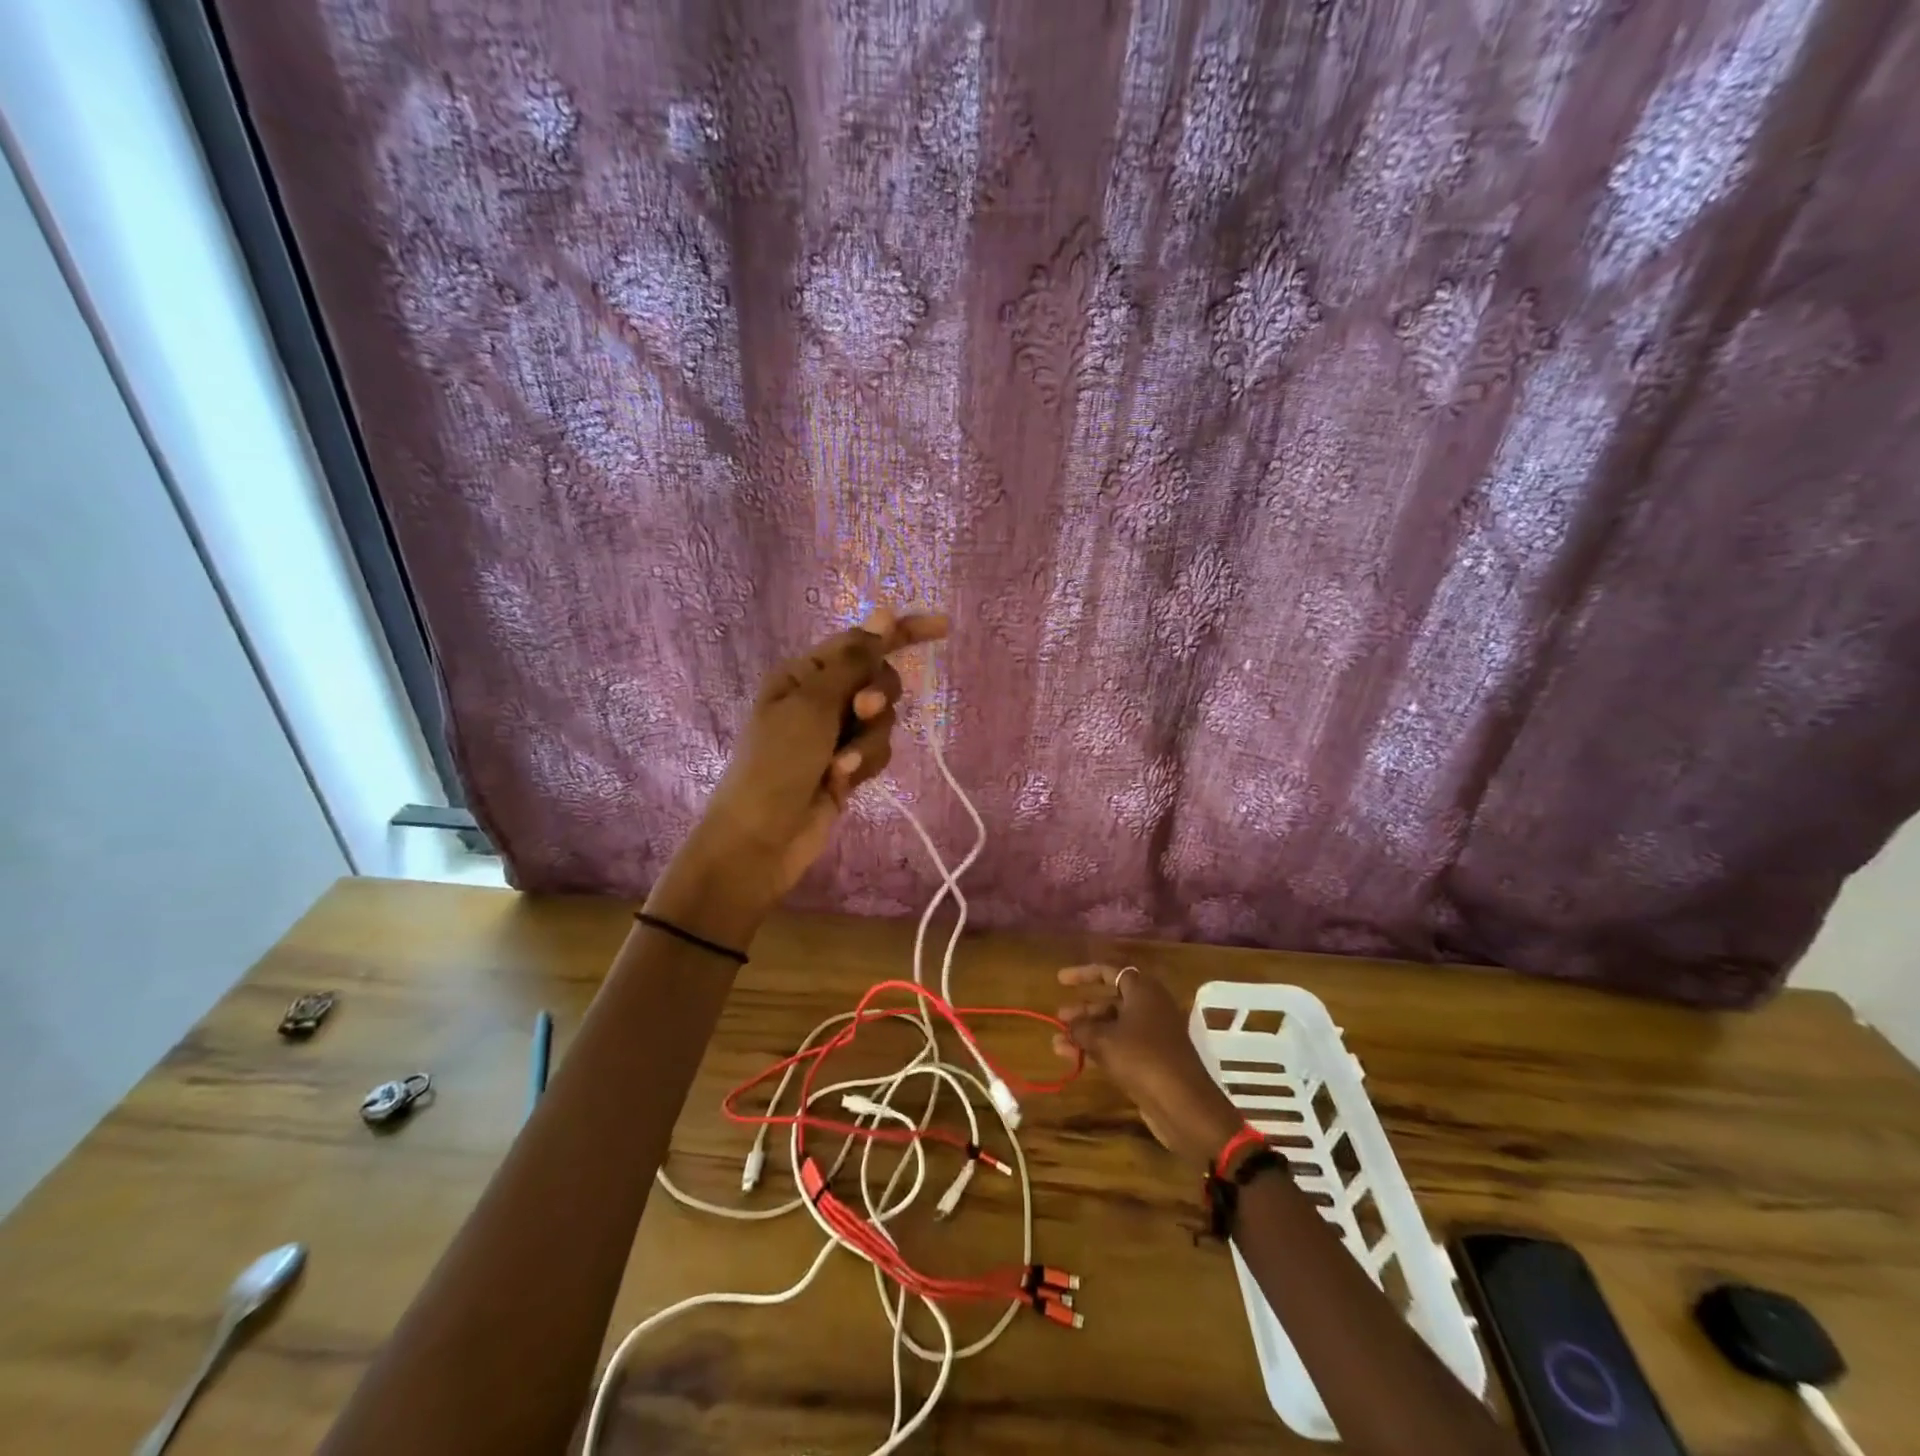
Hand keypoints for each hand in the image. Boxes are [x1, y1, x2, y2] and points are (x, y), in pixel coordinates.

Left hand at [648, 606, 947, 948]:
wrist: (760, 839)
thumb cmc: (776, 764)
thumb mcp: (813, 705)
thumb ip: (854, 661)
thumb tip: (884, 613)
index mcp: (804, 673)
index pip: (862, 641)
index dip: (903, 632)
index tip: (944, 627)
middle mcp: (821, 698)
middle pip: (879, 680)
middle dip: (878, 698)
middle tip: (862, 712)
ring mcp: (835, 734)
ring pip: (883, 722)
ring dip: (867, 742)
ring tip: (840, 766)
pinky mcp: (847, 766)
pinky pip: (877, 751)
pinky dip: (864, 765)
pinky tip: (841, 782)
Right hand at [1054, 965, 1244, 1168]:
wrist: (1183, 1105)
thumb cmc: (1142, 1059)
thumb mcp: (1103, 1040)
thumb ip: (1081, 1028)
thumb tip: (1069, 1024)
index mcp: (1144, 991)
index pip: (1110, 971)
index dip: (1084, 973)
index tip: (1060, 980)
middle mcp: (1150, 1007)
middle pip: (1111, 1000)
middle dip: (1084, 1008)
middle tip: (1060, 1016)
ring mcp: (1153, 1035)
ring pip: (1113, 1026)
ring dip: (1086, 1033)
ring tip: (1057, 1043)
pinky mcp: (1151, 1061)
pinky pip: (1119, 1047)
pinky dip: (1097, 1050)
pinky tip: (1073, 1059)